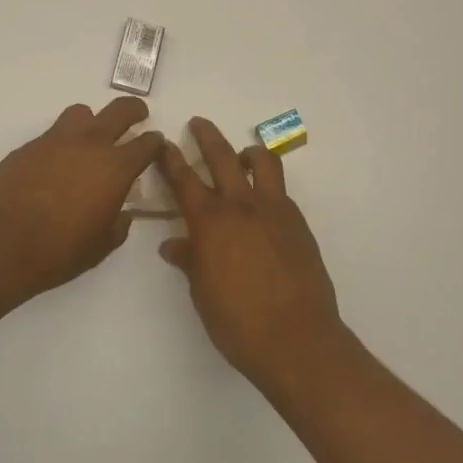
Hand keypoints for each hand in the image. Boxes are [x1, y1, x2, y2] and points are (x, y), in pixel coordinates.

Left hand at [0, 98, 165, 309]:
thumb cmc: (57, 252)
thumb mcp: (100, 246)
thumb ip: (117, 225)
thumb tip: (121, 213)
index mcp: (115, 168)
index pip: (146, 144)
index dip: (155, 142)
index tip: (156, 144)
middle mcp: (88, 144)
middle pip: (119, 111)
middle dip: (133, 111)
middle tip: (138, 115)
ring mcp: (54, 141)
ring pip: (81, 113)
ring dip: (92, 121)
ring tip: (90, 140)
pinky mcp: (26, 147)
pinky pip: (52, 134)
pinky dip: (62, 143)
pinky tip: (55, 166)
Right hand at [158, 117, 346, 388]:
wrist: (296, 339)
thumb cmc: (237, 322)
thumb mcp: (202, 293)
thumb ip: (189, 260)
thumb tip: (173, 245)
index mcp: (211, 222)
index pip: (185, 180)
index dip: (171, 159)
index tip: (163, 143)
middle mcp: (242, 206)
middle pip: (223, 157)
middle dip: (207, 136)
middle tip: (198, 123)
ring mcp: (275, 211)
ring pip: (263, 163)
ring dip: (248, 153)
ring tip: (241, 157)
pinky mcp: (298, 223)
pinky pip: (280, 192)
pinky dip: (268, 187)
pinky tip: (263, 205)